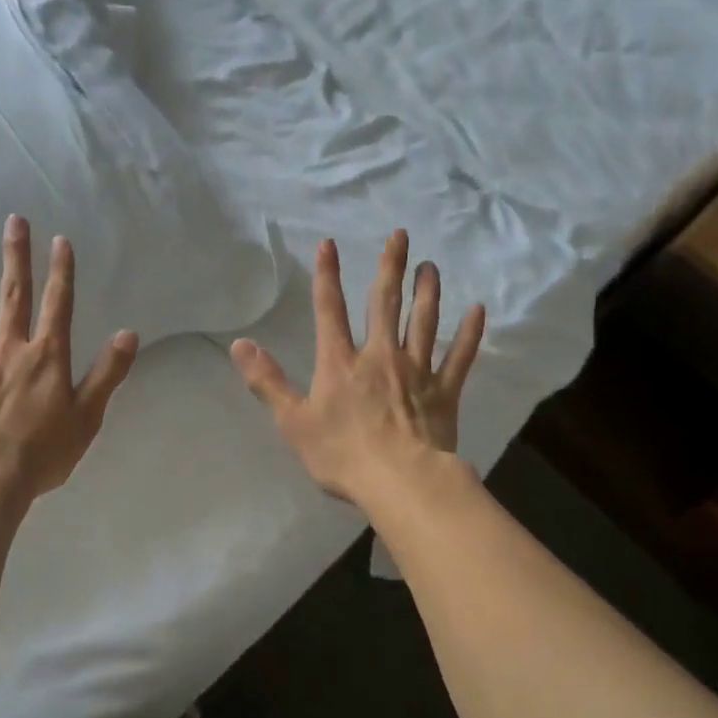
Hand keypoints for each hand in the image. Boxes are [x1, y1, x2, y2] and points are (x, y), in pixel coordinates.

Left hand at [0, 215, 138, 508]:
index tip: (60, 240)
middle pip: (14, 295)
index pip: (58, 305)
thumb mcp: (87, 416)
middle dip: (16, 257)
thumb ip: (108, 373)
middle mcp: (9, 348)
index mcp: (46, 357)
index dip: (61, 272)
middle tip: (13, 220)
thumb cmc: (42, 452)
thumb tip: (129, 334)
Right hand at [230, 230, 484, 508]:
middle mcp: (380, 356)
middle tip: (400, 235)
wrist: (400, 482)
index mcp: (340, 363)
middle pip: (385, 303)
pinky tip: (478, 311)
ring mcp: (416, 371)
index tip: (329, 244)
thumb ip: (267, 381)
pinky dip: (469, 333)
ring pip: (424, 321)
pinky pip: (459, 356)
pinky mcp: (444, 392)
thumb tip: (239, 344)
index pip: (330, 310)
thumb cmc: (342, 455)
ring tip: (431, 266)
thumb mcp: (292, 422)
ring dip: (427, 291)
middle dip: (390, 267)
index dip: (327, 276)